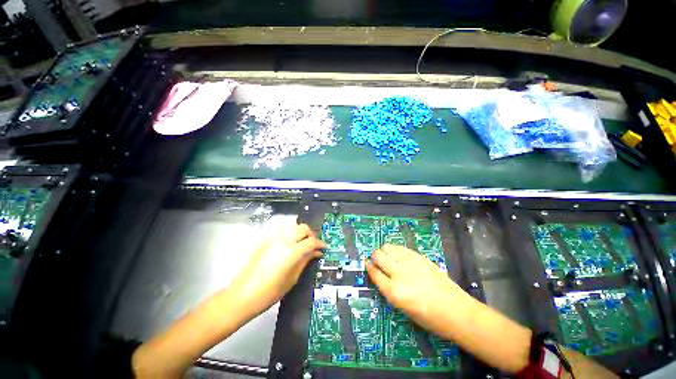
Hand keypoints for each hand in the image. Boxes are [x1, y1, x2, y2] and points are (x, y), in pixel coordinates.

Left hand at [228, 223, 325, 318]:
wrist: (242, 296)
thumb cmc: (269, 293)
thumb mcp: (292, 279)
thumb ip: (305, 262)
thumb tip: (315, 253)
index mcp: (291, 252)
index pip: (311, 242)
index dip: (320, 244)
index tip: (323, 247)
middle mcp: (283, 241)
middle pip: (302, 228)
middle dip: (311, 234)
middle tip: (312, 245)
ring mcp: (272, 239)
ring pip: (292, 226)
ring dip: (299, 231)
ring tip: (301, 242)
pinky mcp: (265, 240)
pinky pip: (281, 230)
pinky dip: (289, 233)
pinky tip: (289, 243)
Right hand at [366, 244, 469, 332]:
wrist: (456, 310)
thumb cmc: (429, 317)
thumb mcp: (403, 308)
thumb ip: (388, 289)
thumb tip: (379, 274)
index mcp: (394, 291)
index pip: (374, 273)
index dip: (369, 267)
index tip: (368, 264)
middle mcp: (399, 273)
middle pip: (378, 255)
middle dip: (375, 257)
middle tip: (378, 262)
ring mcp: (410, 262)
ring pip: (388, 247)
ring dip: (385, 252)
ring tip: (389, 258)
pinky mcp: (419, 256)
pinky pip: (400, 248)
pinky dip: (396, 250)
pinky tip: (399, 256)